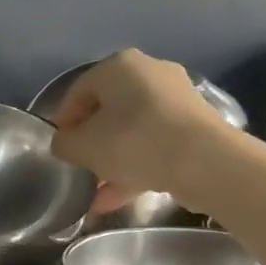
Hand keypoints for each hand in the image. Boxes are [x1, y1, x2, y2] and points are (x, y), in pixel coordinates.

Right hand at [50, 49, 239, 214]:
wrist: (206, 162)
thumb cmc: (133, 142)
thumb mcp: (82, 147)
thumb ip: (64, 144)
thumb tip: (65, 144)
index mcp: (118, 66)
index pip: (77, 92)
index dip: (63, 122)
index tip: (59, 149)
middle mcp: (149, 72)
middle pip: (107, 111)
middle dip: (91, 144)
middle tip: (80, 168)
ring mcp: (176, 98)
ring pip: (132, 131)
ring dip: (113, 161)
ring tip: (97, 194)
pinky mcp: (196, 125)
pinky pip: (155, 143)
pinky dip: (137, 166)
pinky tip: (118, 198)